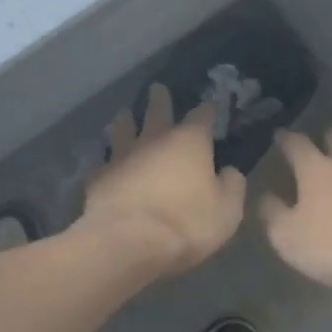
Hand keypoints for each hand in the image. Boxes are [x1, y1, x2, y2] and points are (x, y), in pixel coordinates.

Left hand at [81, 83, 246, 275]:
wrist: (129, 242)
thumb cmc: (186, 224)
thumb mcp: (227, 212)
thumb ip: (232, 186)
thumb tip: (229, 171)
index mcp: (189, 142)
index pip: (201, 116)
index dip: (207, 110)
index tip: (209, 106)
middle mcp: (154, 139)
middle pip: (156, 110)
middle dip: (159, 98)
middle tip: (157, 88)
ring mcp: (122, 155)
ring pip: (122, 127)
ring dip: (125, 120)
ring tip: (125, 115)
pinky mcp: (99, 176)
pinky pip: (104, 160)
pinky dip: (108, 159)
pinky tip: (106, 162)